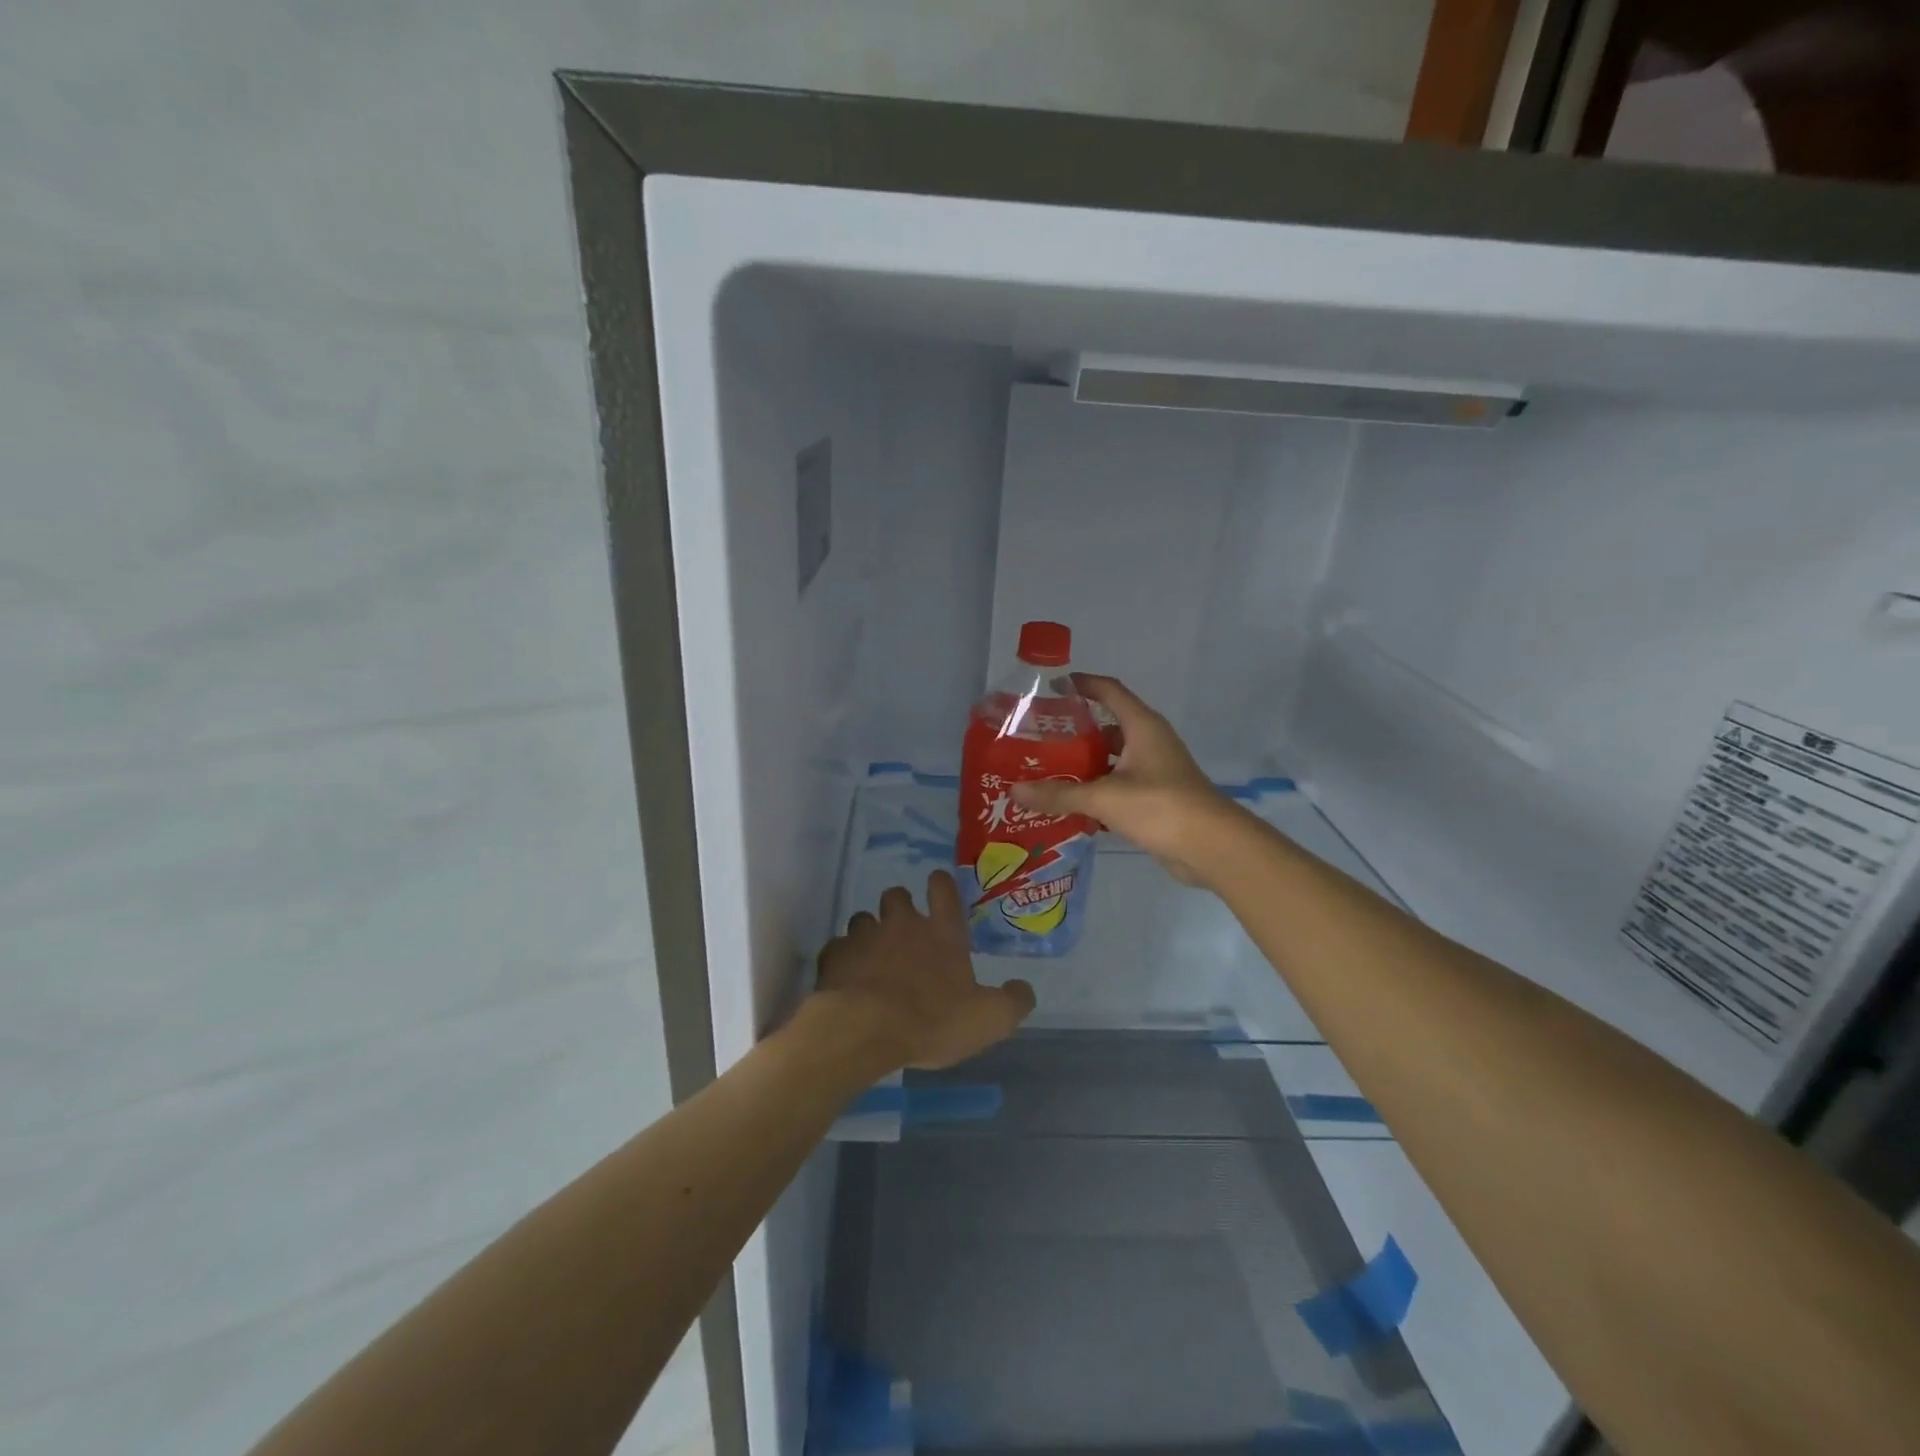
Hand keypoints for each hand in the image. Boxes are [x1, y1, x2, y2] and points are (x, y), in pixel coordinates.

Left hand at [809, 870, 1035, 1072]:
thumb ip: (1012, 1001)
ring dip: (869, 933)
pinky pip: (838, 949)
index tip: (938, 885)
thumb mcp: (989, 1019)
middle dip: (900, 907)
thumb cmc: (932, 1020)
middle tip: (904, 931)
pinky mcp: (834, 956)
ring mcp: (864, 937)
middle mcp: (901, 924)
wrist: (865, 1030)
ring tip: (873, 958)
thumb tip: (1024, 989)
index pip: (943, 889)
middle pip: (896, 895)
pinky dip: (843, 960)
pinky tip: (847, 980)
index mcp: (941, 932)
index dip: (941, 884)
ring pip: (863, 919)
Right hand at [1011, 674, 1235, 884]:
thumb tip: (1015, 790)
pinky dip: (1095, 792)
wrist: (1212, 847)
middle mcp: (1148, 742)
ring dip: (1083, 766)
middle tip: (1037, 740)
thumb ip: (1059, 794)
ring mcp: (1154, 771)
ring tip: (1045, 772)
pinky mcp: (1154, 798)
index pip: (1109, 691)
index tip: (1050, 687)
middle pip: (1106, 728)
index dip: (1082, 684)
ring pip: (1110, 761)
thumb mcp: (1104, 797)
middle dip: (1073, 732)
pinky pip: (1117, 787)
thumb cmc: (1161, 806)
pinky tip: (1068, 805)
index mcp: (1142, 727)